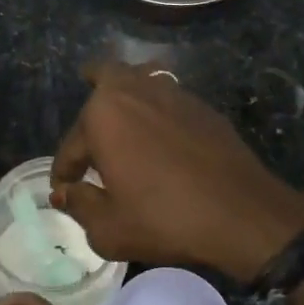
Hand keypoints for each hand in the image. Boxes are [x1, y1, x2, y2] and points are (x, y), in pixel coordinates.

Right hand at [50, 62, 303, 280]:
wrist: (240, 212)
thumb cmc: (164, 219)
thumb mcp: (109, 228)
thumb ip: (80, 205)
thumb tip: (63, 193)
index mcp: (103, 115)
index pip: (72, 144)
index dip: (65, 170)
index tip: (64, 187)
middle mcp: (135, 91)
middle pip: (105, 76)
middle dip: (91, 90)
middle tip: (90, 116)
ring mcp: (173, 93)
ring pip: (140, 78)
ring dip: (127, 93)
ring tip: (124, 114)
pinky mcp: (202, 106)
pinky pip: (168, 96)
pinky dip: (157, 108)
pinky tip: (161, 134)